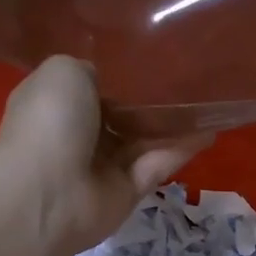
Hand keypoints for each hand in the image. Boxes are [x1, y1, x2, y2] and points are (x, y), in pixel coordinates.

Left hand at [0, 56, 210, 255]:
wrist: (47, 192)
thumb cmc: (50, 122)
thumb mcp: (64, 71)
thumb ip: (89, 70)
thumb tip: (108, 80)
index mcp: (56, 106)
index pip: (90, 90)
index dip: (117, 79)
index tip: (150, 62)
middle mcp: (78, 137)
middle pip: (121, 117)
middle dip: (150, 102)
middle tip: (188, 81)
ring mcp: (103, 168)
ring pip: (143, 141)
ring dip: (173, 125)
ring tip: (208, 103)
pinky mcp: (127, 192)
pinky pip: (157, 165)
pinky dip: (180, 149)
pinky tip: (208, 130)